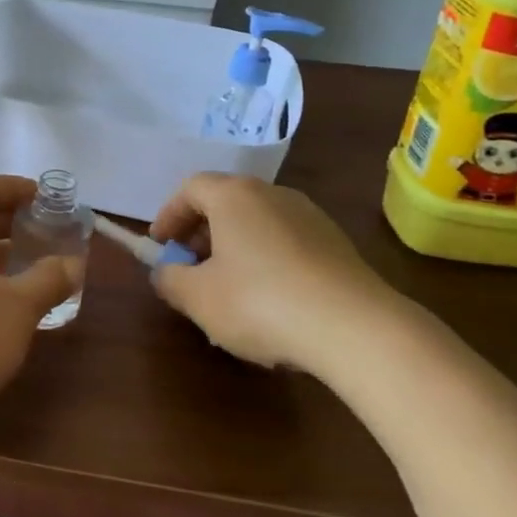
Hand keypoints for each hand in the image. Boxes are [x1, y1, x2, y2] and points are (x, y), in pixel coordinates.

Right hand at [149, 173, 404, 372]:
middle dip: (201, 234)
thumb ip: (169, 279)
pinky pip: (286, 243)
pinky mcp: (336, 244)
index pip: (191, 189)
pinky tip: (269, 302)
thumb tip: (163, 272)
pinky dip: (266, 261)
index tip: (160, 245)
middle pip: (225, 203)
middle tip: (190, 268)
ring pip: (257, 224)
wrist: (356, 328)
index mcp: (234, 196)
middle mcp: (272, 194)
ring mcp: (310, 216)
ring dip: (235, 248)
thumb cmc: (260, 303)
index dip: (169, 214)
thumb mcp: (198, 298)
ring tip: (228, 290)